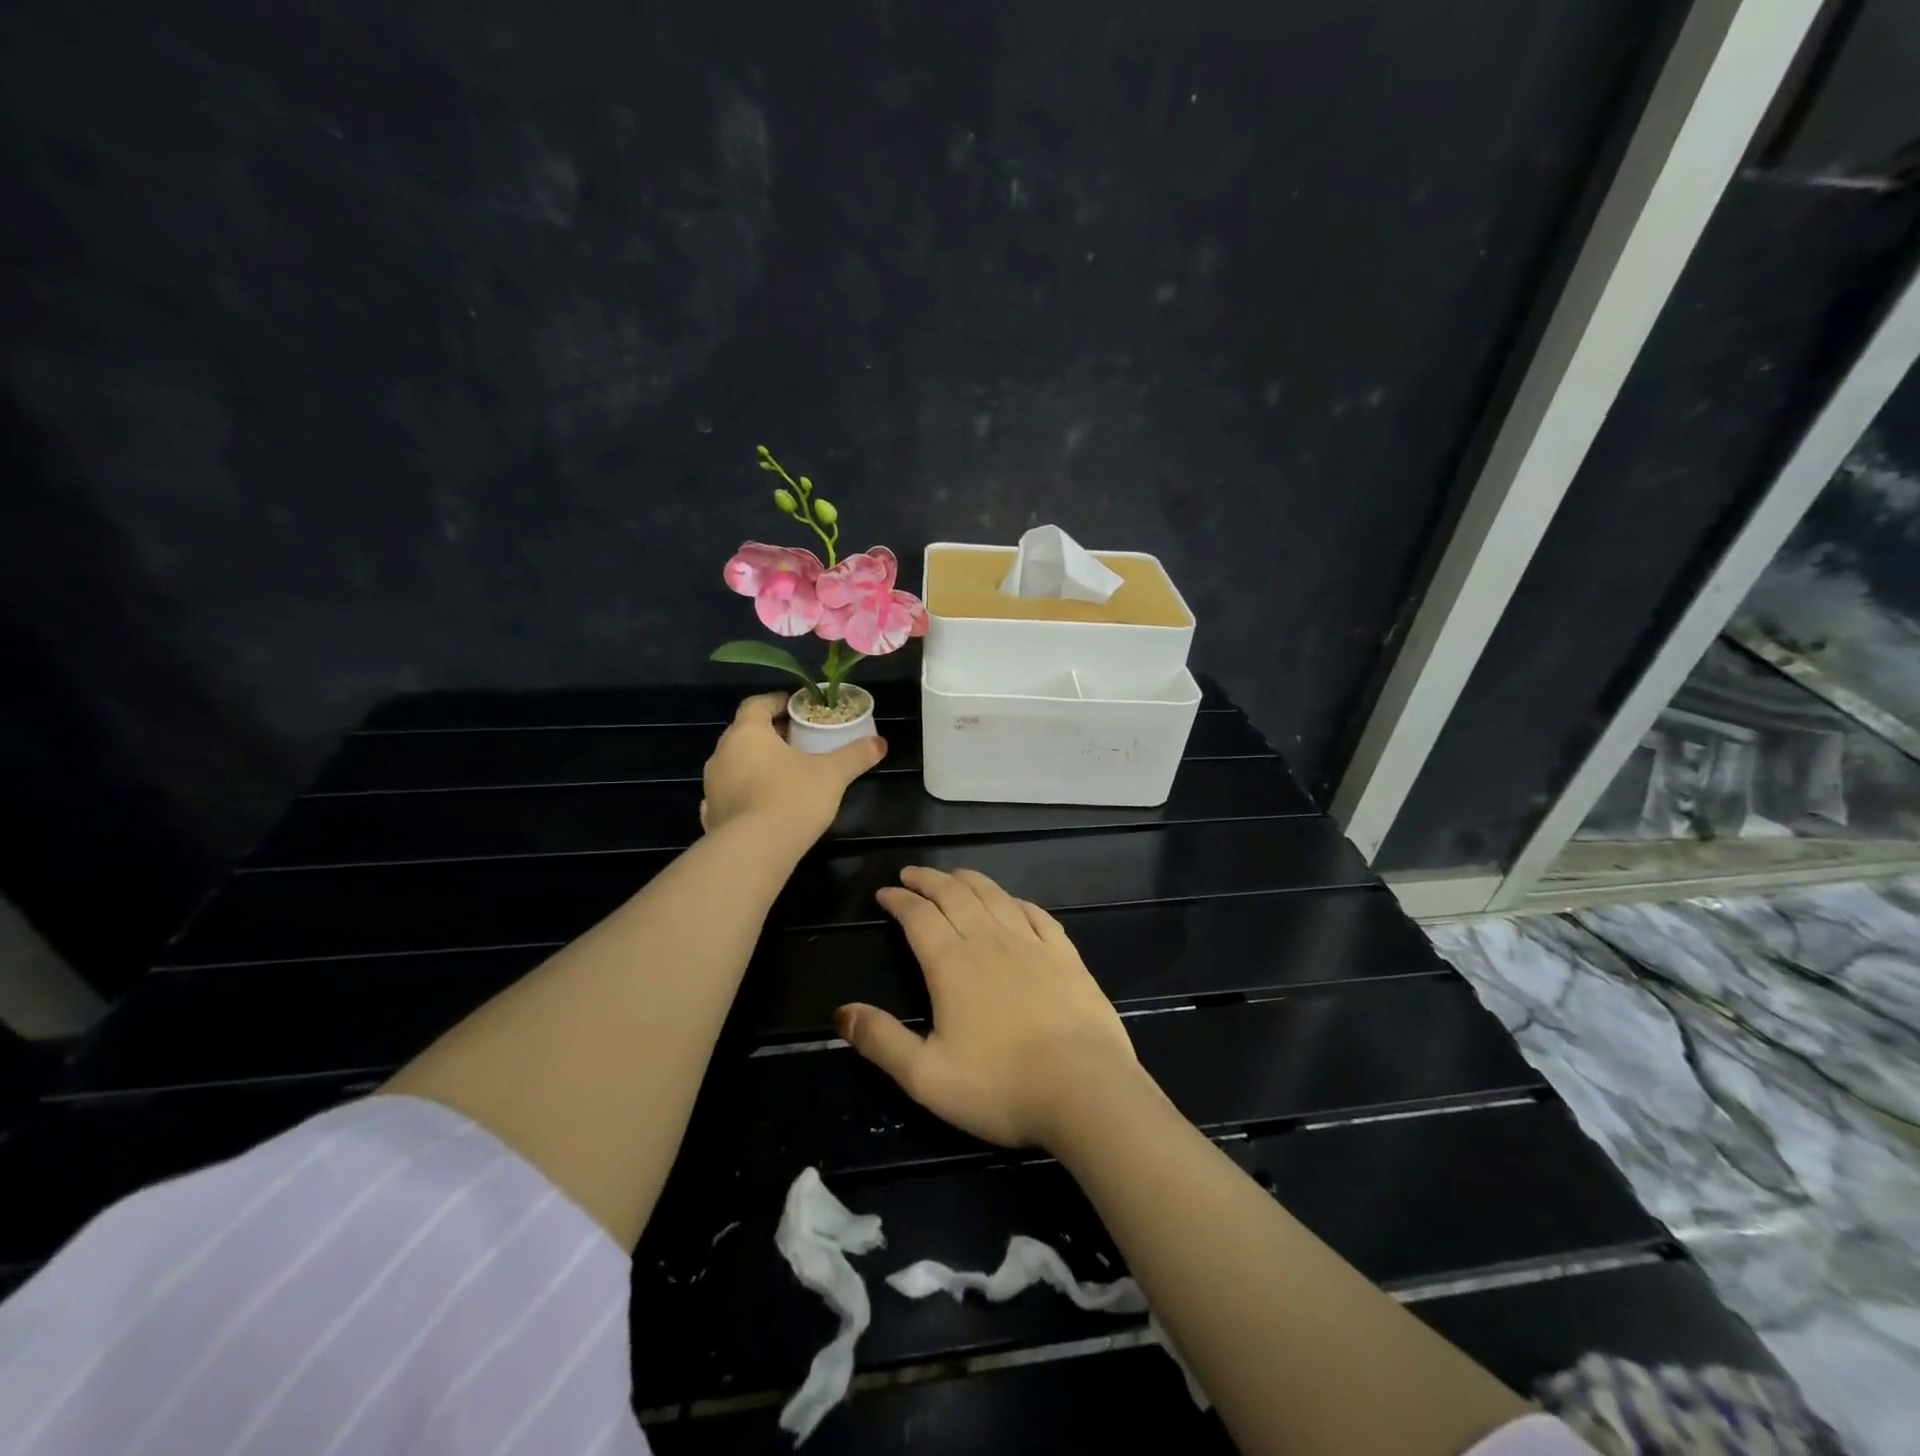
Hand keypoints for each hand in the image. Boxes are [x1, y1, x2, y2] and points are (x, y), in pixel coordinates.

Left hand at [701, 693, 885, 845]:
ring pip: (736, 764)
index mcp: (747, 733)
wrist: (754, 851)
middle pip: (745, 733)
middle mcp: (722, 753)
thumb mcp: (832, 774)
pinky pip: (730, 794)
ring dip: (757, 763)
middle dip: (771, 734)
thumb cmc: (792, 798)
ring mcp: (712, 786)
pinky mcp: (712, 815)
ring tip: (785, 773)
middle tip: (799, 740)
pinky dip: (746, 792)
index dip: (777, 702)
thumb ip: (855, 755)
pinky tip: (763, 803)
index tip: (797, 707)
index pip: (756, 704)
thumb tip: (880, 743)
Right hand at [835, 866, 1147, 1148]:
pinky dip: (1016, 901)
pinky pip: (1037, 915)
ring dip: (969, 880)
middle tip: (912, 873)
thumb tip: (841, 1012)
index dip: (899, 900)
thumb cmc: (999, 1086)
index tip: (885, 893)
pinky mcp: (1065, 956)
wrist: (1084, 1089)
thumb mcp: (925, 1076)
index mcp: (952, 964)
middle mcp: (989, 941)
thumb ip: (881, 1041)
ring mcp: (1031, 944)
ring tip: (954, 875)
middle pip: (954, 896)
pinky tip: (1013, 902)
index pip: (918, 917)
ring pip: (995, 897)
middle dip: (929, 880)